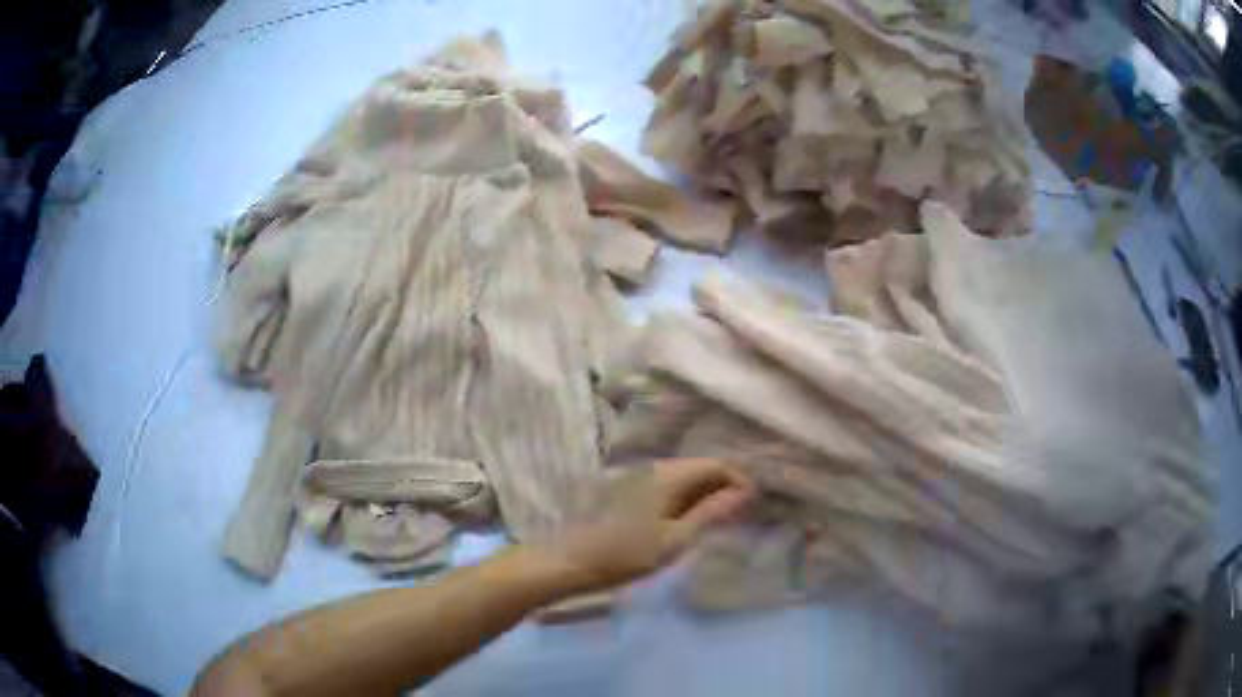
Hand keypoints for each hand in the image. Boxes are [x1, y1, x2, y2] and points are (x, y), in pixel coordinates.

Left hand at [548, 458, 754, 593]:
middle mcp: (655, 468)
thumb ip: (711, 513)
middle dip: (724, 488)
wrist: (569, 562)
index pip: (716, 465)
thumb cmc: (625, 554)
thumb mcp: (675, 539)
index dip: (739, 481)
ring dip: (706, 495)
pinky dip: (686, 501)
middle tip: (741, 517)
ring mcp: (639, 479)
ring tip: (719, 522)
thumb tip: (745, 493)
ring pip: (684, 479)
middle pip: (700, 468)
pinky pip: (668, 488)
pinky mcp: (628, 493)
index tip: (755, 506)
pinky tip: (688, 523)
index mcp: (668, 475)